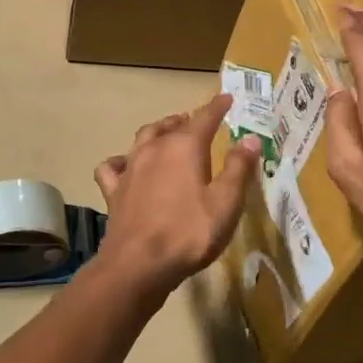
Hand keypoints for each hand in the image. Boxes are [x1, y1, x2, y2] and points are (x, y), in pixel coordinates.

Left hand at [94, 95, 260, 297]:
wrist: (138, 264)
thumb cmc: (189, 233)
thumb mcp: (226, 203)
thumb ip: (239, 168)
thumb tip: (250, 138)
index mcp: (184, 147)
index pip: (204, 118)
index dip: (217, 107)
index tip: (226, 98)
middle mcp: (154, 149)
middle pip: (170, 125)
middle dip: (184, 120)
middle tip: (194, 120)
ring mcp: (130, 168)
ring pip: (142, 139)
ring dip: (156, 132)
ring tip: (165, 134)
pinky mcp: (113, 191)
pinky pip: (112, 167)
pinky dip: (120, 162)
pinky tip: (124, 167)